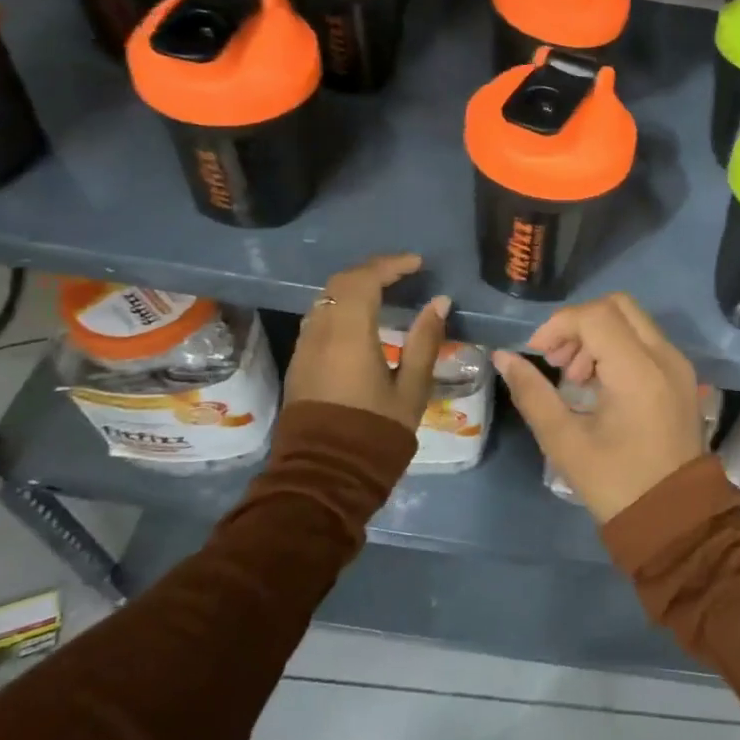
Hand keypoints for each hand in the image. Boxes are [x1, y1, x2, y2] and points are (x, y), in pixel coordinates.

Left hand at [285, 253, 449, 430]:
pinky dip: (342, 306)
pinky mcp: (300, 363)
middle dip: (372, 270)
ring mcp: (305, 347)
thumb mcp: (411, 388)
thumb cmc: (375, 432)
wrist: (325, 475)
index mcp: (348, 334)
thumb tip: (439, 302)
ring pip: (325, 299)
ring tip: (385, 290)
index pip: (364, 280)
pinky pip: (319, 318)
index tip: (417, 264)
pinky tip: (363, 318)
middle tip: (403, 272)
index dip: (391, 265)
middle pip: (340, 283)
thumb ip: (424, 341)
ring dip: (354, 287)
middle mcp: (320, 332)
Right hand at [491, 293, 704, 523]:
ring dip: (598, 335)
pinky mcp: (682, 378)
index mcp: (638, 370)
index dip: (559, 325)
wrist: (675, 521)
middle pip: (617, 306)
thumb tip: (503, 357)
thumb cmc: (616, 484)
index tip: (538, 354)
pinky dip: (618, 347)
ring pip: (633, 321)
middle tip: (558, 360)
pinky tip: (599, 385)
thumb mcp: (565, 442)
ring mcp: (678, 365)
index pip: (594, 316)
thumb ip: (532, 394)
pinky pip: (646, 341)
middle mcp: (665, 356)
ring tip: (575, 378)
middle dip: (579, 324)